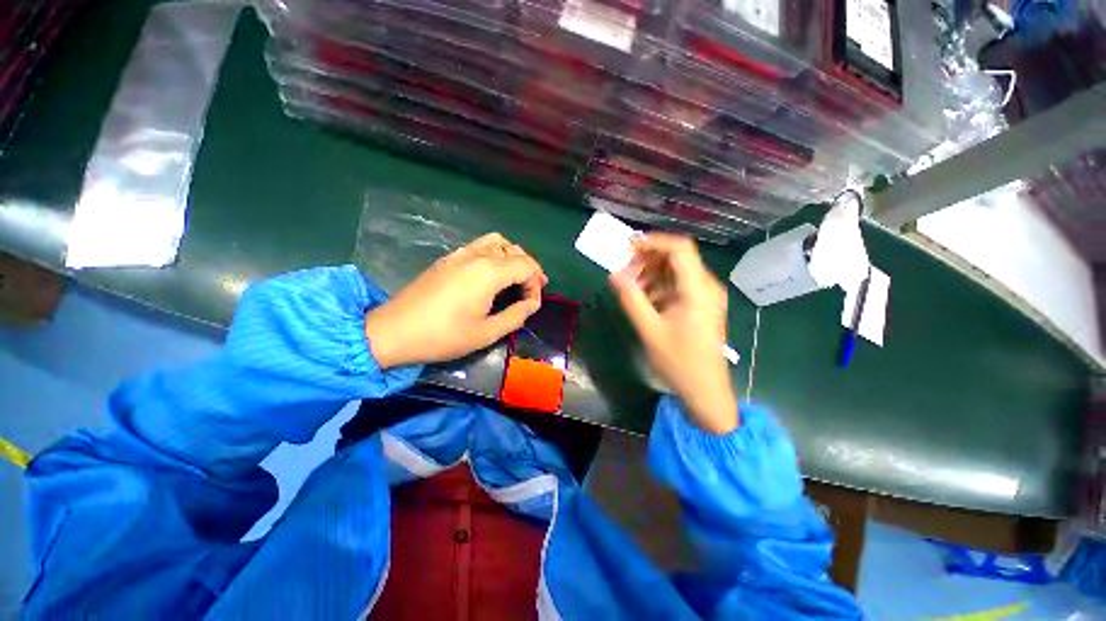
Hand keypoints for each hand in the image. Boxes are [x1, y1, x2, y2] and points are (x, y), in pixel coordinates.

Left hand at [365, 233, 546, 367]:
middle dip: (529, 268)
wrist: (394, 331)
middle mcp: (477, 256)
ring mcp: (460, 254)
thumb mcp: (486, 332)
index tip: (533, 304)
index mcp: (489, 272)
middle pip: (514, 250)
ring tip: (516, 276)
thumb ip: (516, 315)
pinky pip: (479, 246)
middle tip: (532, 289)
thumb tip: (533, 304)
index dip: (536, 283)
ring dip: (512, 256)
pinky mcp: (448, 259)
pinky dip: (495, 254)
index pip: (526, 266)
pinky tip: (492, 274)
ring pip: (497, 242)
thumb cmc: (444, 335)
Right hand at [609, 234, 737, 433]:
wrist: (705, 390)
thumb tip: (613, 275)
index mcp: (698, 289)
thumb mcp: (650, 330)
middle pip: (676, 258)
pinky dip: (659, 288)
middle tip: (624, 274)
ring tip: (631, 290)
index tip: (628, 249)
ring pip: (675, 272)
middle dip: (647, 261)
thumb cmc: (679, 362)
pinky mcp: (700, 306)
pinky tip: (645, 302)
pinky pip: (677, 286)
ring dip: (651, 275)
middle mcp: (706, 286)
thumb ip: (631, 299)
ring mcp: (705, 296)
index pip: (679, 249)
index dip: (653, 243)